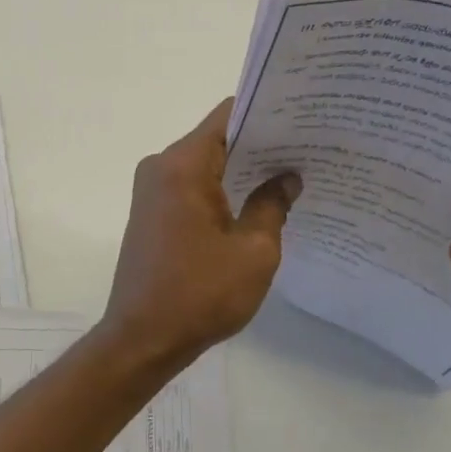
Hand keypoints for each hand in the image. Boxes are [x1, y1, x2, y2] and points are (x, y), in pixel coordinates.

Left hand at [101, 100, 300, 371]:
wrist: (142, 338)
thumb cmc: (200, 293)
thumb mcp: (254, 251)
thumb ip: (273, 204)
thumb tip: (287, 177)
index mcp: (183, 165)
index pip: (227, 116)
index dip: (265, 113)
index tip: (301, 118)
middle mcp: (161, 166)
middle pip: (216, 138)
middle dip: (259, 142)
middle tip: (307, 147)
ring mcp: (152, 188)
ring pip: (204, 162)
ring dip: (241, 167)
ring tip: (291, 172)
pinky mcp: (151, 210)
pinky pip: (192, 184)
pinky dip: (222, 187)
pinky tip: (256, 200)